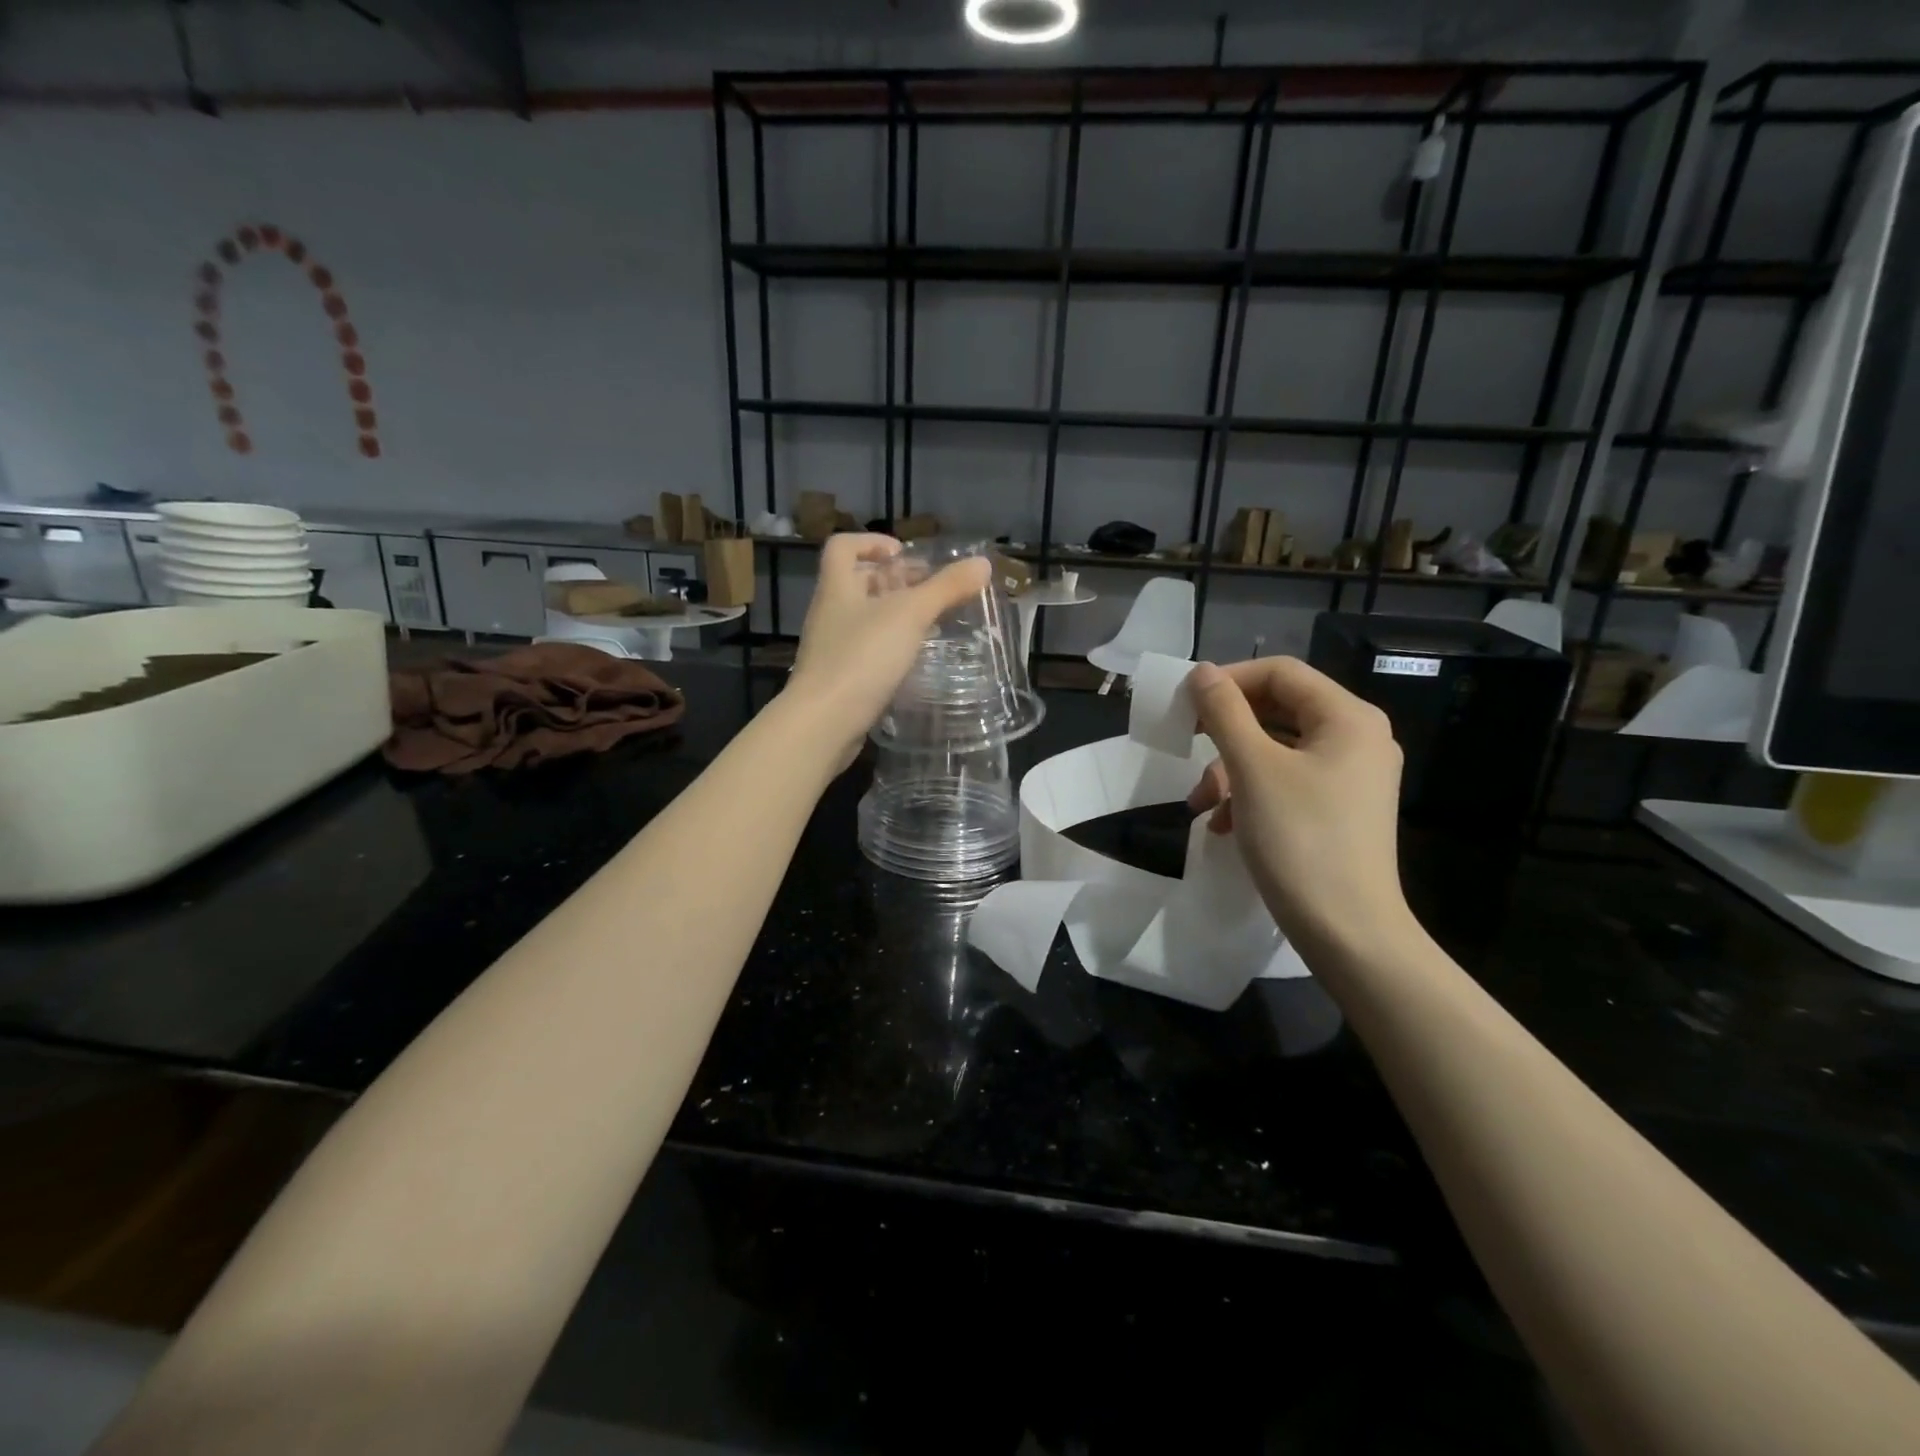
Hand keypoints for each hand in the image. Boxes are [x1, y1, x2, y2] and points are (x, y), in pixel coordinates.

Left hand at [787, 534, 991, 763]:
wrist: (824, 722)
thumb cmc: (862, 657)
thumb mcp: (910, 616)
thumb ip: (946, 588)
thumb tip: (984, 563)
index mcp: (837, 587)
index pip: (843, 547)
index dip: (872, 542)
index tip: (904, 554)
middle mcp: (830, 612)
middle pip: (858, 582)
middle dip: (894, 580)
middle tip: (931, 589)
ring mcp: (832, 647)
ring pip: (864, 618)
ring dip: (895, 615)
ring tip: (932, 623)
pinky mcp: (839, 678)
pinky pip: (866, 650)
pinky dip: (890, 646)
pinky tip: (914, 659)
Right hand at [1186, 658, 1415, 961]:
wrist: (1348, 932)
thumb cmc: (1300, 839)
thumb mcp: (1252, 769)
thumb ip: (1224, 713)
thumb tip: (1202, 672)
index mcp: (1348, 718)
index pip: (1281, 673)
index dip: (1229, 680)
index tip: (1186, 704)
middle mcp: (1358, 738)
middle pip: (1279, 710)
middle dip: (1226, 732)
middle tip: (1187, 743)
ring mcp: (1352, 776)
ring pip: (1278, 750)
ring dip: (1231, 769)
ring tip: (1202, 804)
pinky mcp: (1341, 810)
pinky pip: (1288, 782)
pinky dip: (1251, 794)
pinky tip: (1224, 825)